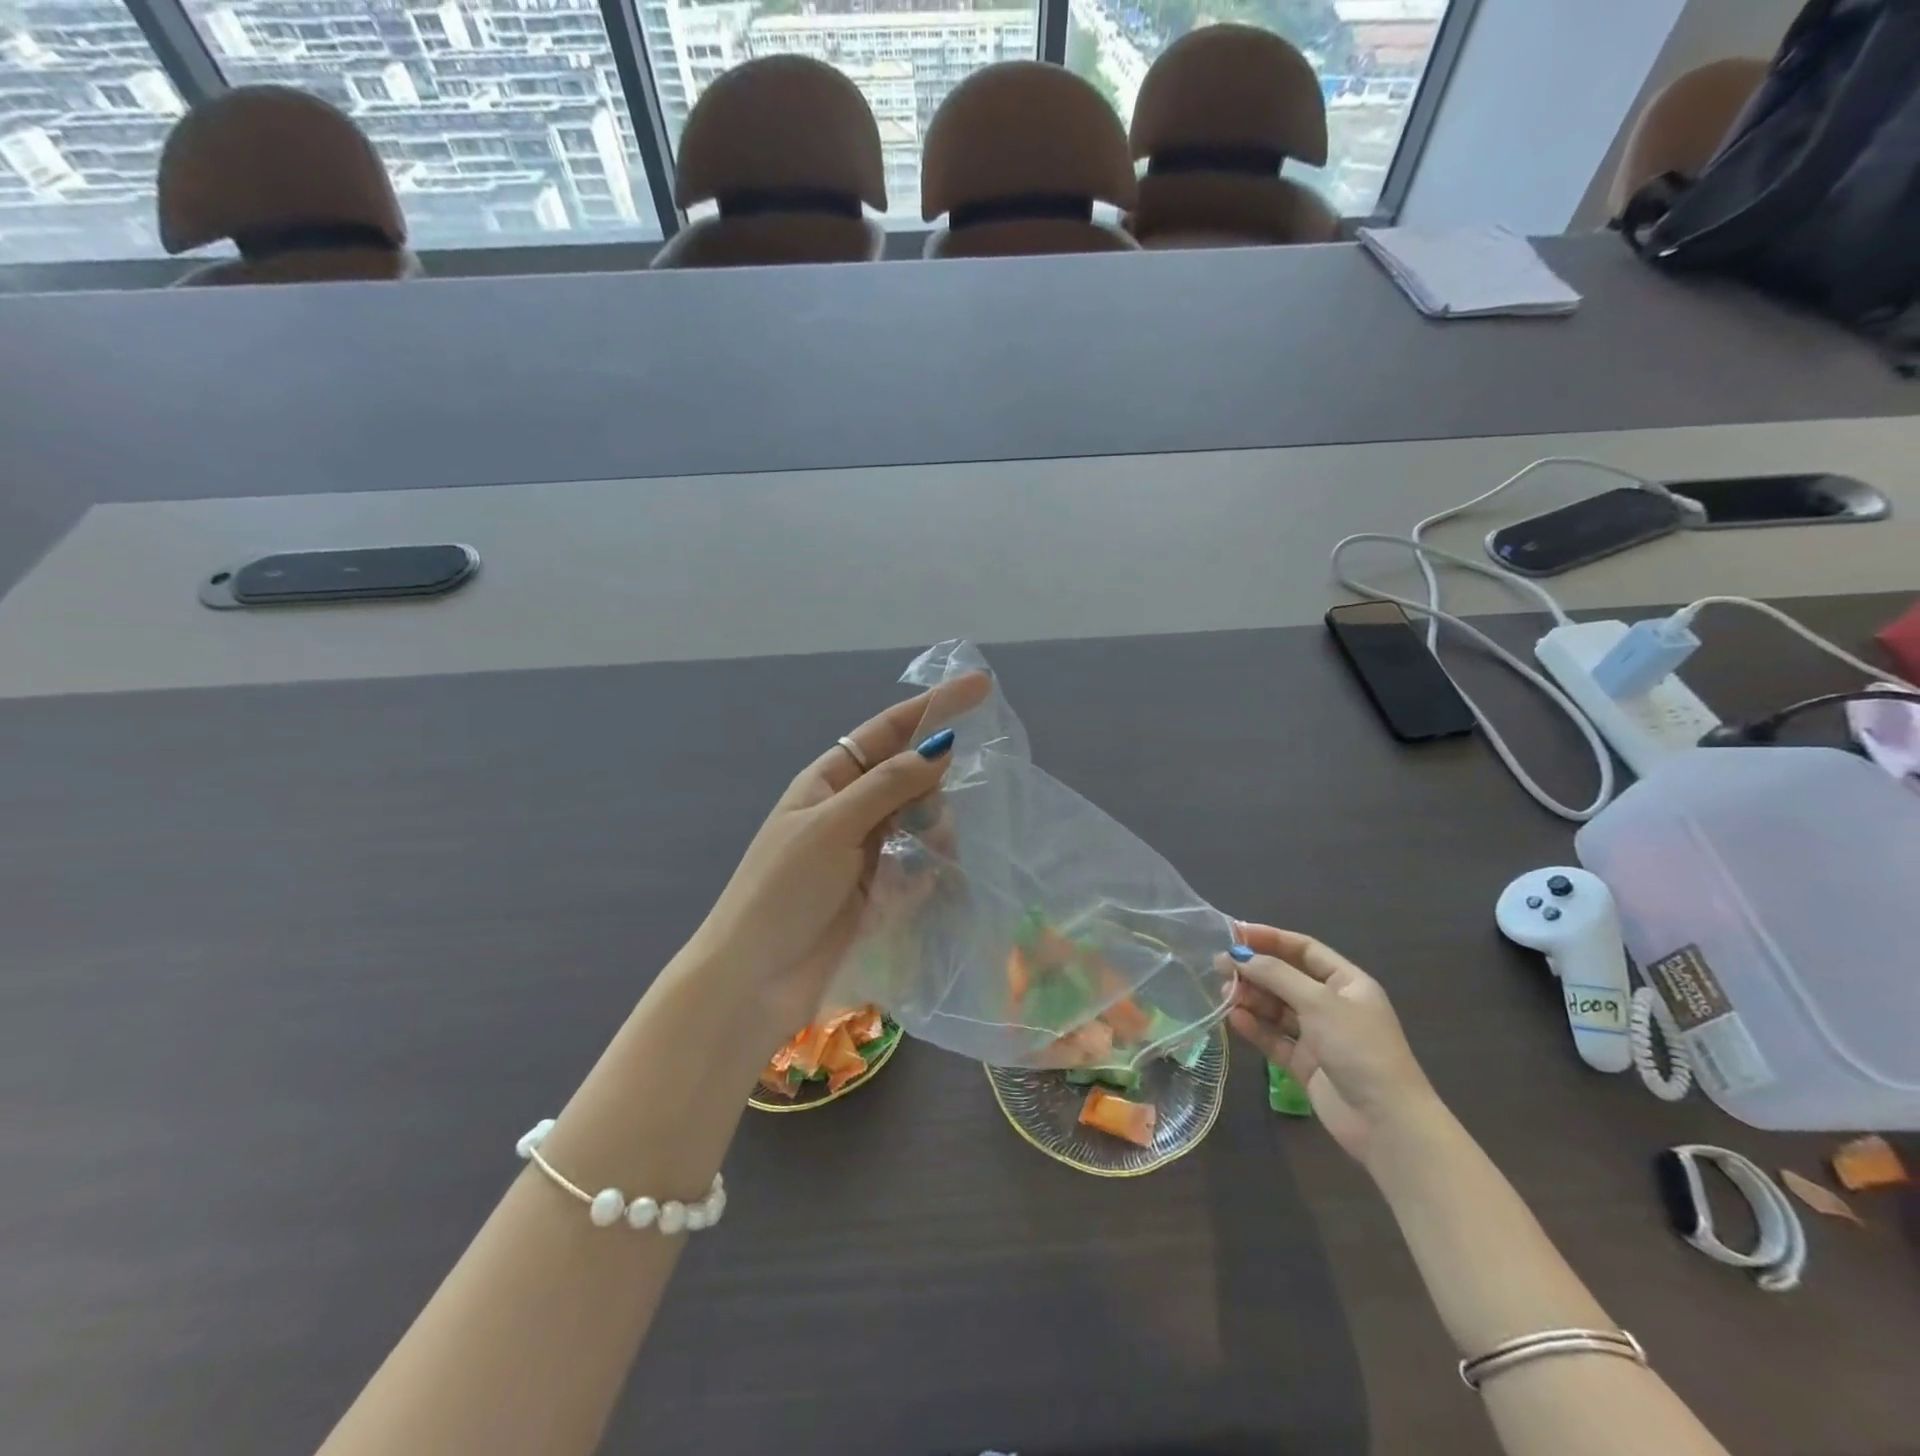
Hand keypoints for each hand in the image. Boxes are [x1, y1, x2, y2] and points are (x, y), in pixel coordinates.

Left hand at [689, 672, 990, 1048]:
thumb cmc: (781, 892)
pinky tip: (928, 885)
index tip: (981, 687)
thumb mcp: (831, 827)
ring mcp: (867, 851)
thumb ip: (887, 786)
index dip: (933, 707)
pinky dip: (931, 868)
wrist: (754, 980)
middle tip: (937, 816)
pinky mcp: (880, 891)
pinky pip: (920, 863)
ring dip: (935, 831)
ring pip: (922, 820)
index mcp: (829, 781)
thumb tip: (941, 746)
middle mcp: (851, 810)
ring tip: (931, 858)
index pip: (889, 731)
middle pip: (911, 776)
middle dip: (935, 785)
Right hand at [1223, 923, 1435, 1164]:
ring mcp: (1318, 1036)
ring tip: (1224, 994)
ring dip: (1251, 998)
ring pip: (1277, 1008)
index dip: (1270, 938)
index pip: (1304, 949)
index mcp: (1347, 983)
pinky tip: (1234, 1019)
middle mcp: (1332, 1005)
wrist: (1386, 1122)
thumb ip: (1276, 975)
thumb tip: (1239, 955)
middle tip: (1219, 966)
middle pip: (1286, 978)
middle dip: (1255, 970)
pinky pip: (1274, 1038)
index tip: (1234, 933)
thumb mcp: (1318, 1002)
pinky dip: (1255, 1027)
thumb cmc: (1359, 1048)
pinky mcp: (1305, 1064)